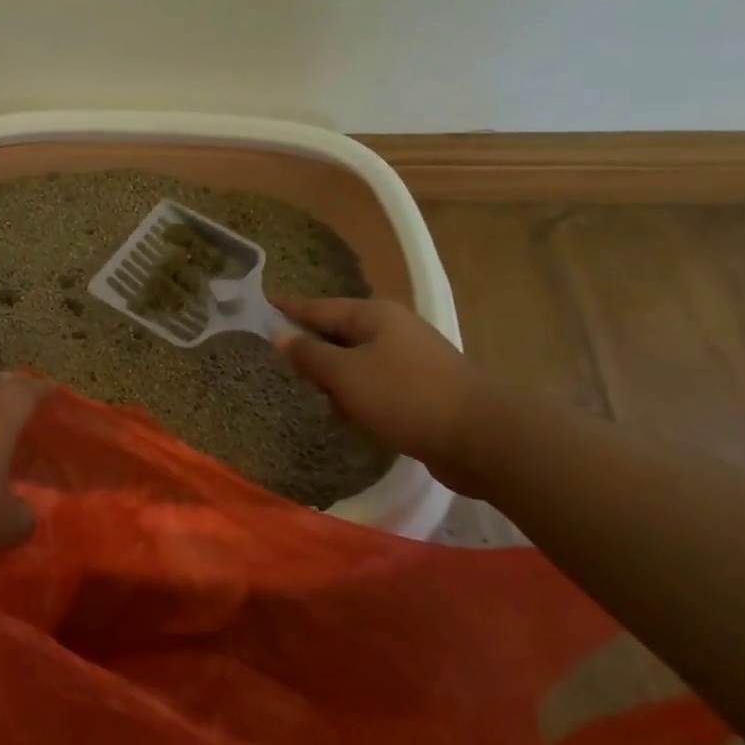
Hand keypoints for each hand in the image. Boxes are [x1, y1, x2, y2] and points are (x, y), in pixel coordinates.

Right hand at [272, 297, 493, 493]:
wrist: (483, 439)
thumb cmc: (405, 396)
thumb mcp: (345, 374)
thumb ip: (309, 354)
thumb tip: (280, 334)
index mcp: (373, 315)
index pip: (318, 307)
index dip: (287, 309)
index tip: (261, 305)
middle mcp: (393, 329)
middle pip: (337, 333)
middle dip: (312, 351)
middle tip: (285, 369)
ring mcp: (411, 358)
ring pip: (356, 362)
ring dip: (336, 380)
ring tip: (319, 400)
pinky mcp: (423, 389)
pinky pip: (376, 384)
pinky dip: (359, 396)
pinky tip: (352, 417)